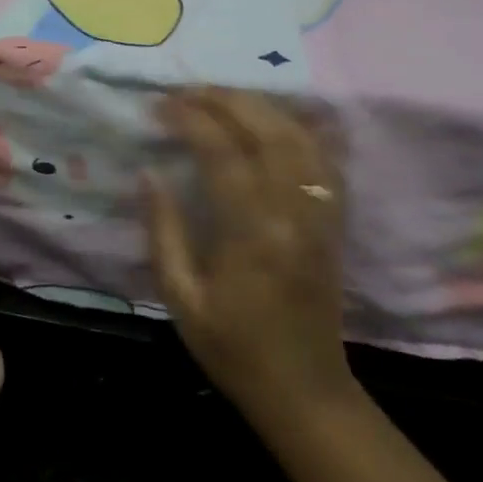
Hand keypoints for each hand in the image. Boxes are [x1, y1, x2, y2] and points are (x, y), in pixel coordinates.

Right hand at [144, 89, 361, 434]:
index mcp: (251, 234)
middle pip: (267, 130)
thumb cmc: (233, 348)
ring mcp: (321, 214)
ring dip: (261, 106)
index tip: (160, 106)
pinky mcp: (334, 220)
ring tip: (222, 97)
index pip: (222, 153)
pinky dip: (301, 129)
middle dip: (225, 99)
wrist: (304, 391)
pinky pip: (324, 159)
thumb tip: (148, 173)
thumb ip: (164, 231)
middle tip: (188, 90)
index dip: (189, 119)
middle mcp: (293, 213)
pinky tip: (275, 119)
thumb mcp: (182, 298)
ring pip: (300, 136)